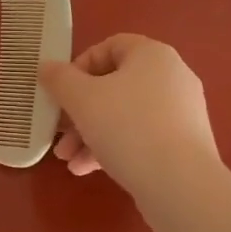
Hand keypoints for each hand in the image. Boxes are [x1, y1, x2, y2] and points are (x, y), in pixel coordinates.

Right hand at [40, 35, 219, 197]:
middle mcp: (172, 77)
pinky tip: (87, 170)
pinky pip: (142, 137)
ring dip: (90, 134)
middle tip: (58, 133)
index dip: (80, 65)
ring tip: (68, 160)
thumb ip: (59, 79)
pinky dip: (114, 148)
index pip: (110, 47)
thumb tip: (46, 67)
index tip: (62, 90)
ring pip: (125, 115)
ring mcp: (181, 112)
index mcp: (152, 55)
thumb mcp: (81, 99)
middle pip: (113, 86)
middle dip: (79, 111)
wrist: (181, 185)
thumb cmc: (127, 127)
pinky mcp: (184, 144)